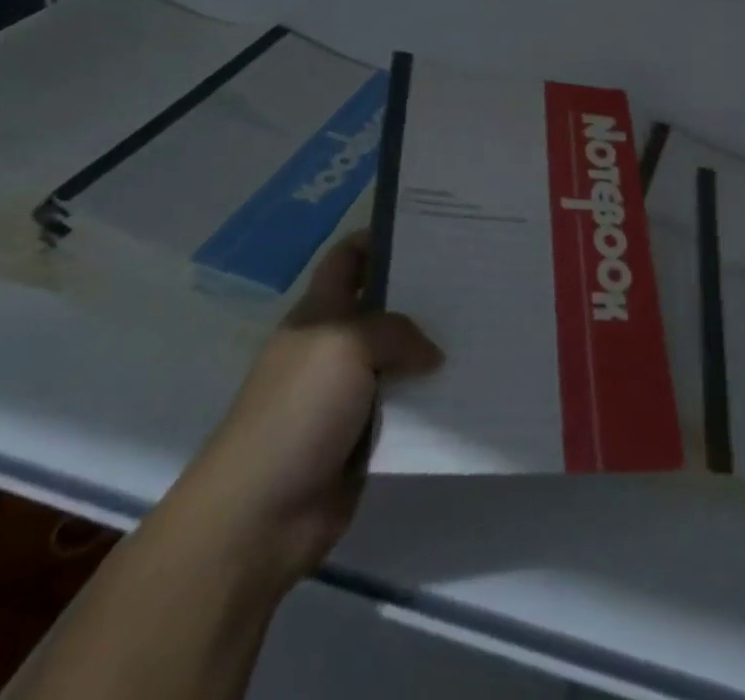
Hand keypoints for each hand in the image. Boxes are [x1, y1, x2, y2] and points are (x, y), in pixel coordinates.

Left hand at [191, 231, 441, 573]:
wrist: (259, 515)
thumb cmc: (296, 410)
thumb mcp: (345, 346)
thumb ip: (395, 332)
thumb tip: (430, 353)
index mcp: (319, 313)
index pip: (348, 259)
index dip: (380, 239)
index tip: (430, 230)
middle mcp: (334, 345)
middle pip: (382, 305)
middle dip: (422, 292)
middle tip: (473, 277)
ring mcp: (349, 393)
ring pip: (400, 357)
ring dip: (433, 349)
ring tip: (485, 328)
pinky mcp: (365, 435)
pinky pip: (407, 405)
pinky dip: (433, 398)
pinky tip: (470, 386)